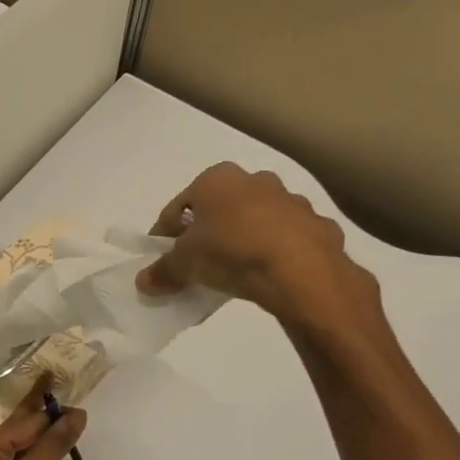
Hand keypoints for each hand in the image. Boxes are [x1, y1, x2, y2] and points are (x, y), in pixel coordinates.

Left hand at [0, 376, 86, 459]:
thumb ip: (55, 442)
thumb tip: (75, 414)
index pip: (21, 424)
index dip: (51, 413)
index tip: (74, 404)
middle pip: (14, 437)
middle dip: (43, 426)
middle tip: (69, 411)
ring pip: (12, 457)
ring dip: (38, 448)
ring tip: (63, 433)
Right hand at [136, 163, 378, 329]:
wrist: (300, 269)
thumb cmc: (231, 251)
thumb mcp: (185, 264)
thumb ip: (163, 271)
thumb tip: (143, 281)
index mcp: (217, 179)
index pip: (179, 205)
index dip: (165, 233)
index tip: (160, 257)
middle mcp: (254, 180)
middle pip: (219, 210)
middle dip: (206, 234)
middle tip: (196, 264)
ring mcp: (290, 201)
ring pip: (254, 222)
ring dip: (241, 242)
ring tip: (231, 274)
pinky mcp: (316, 225)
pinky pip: (284, 240)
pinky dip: (272, 254)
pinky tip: (265, 276)